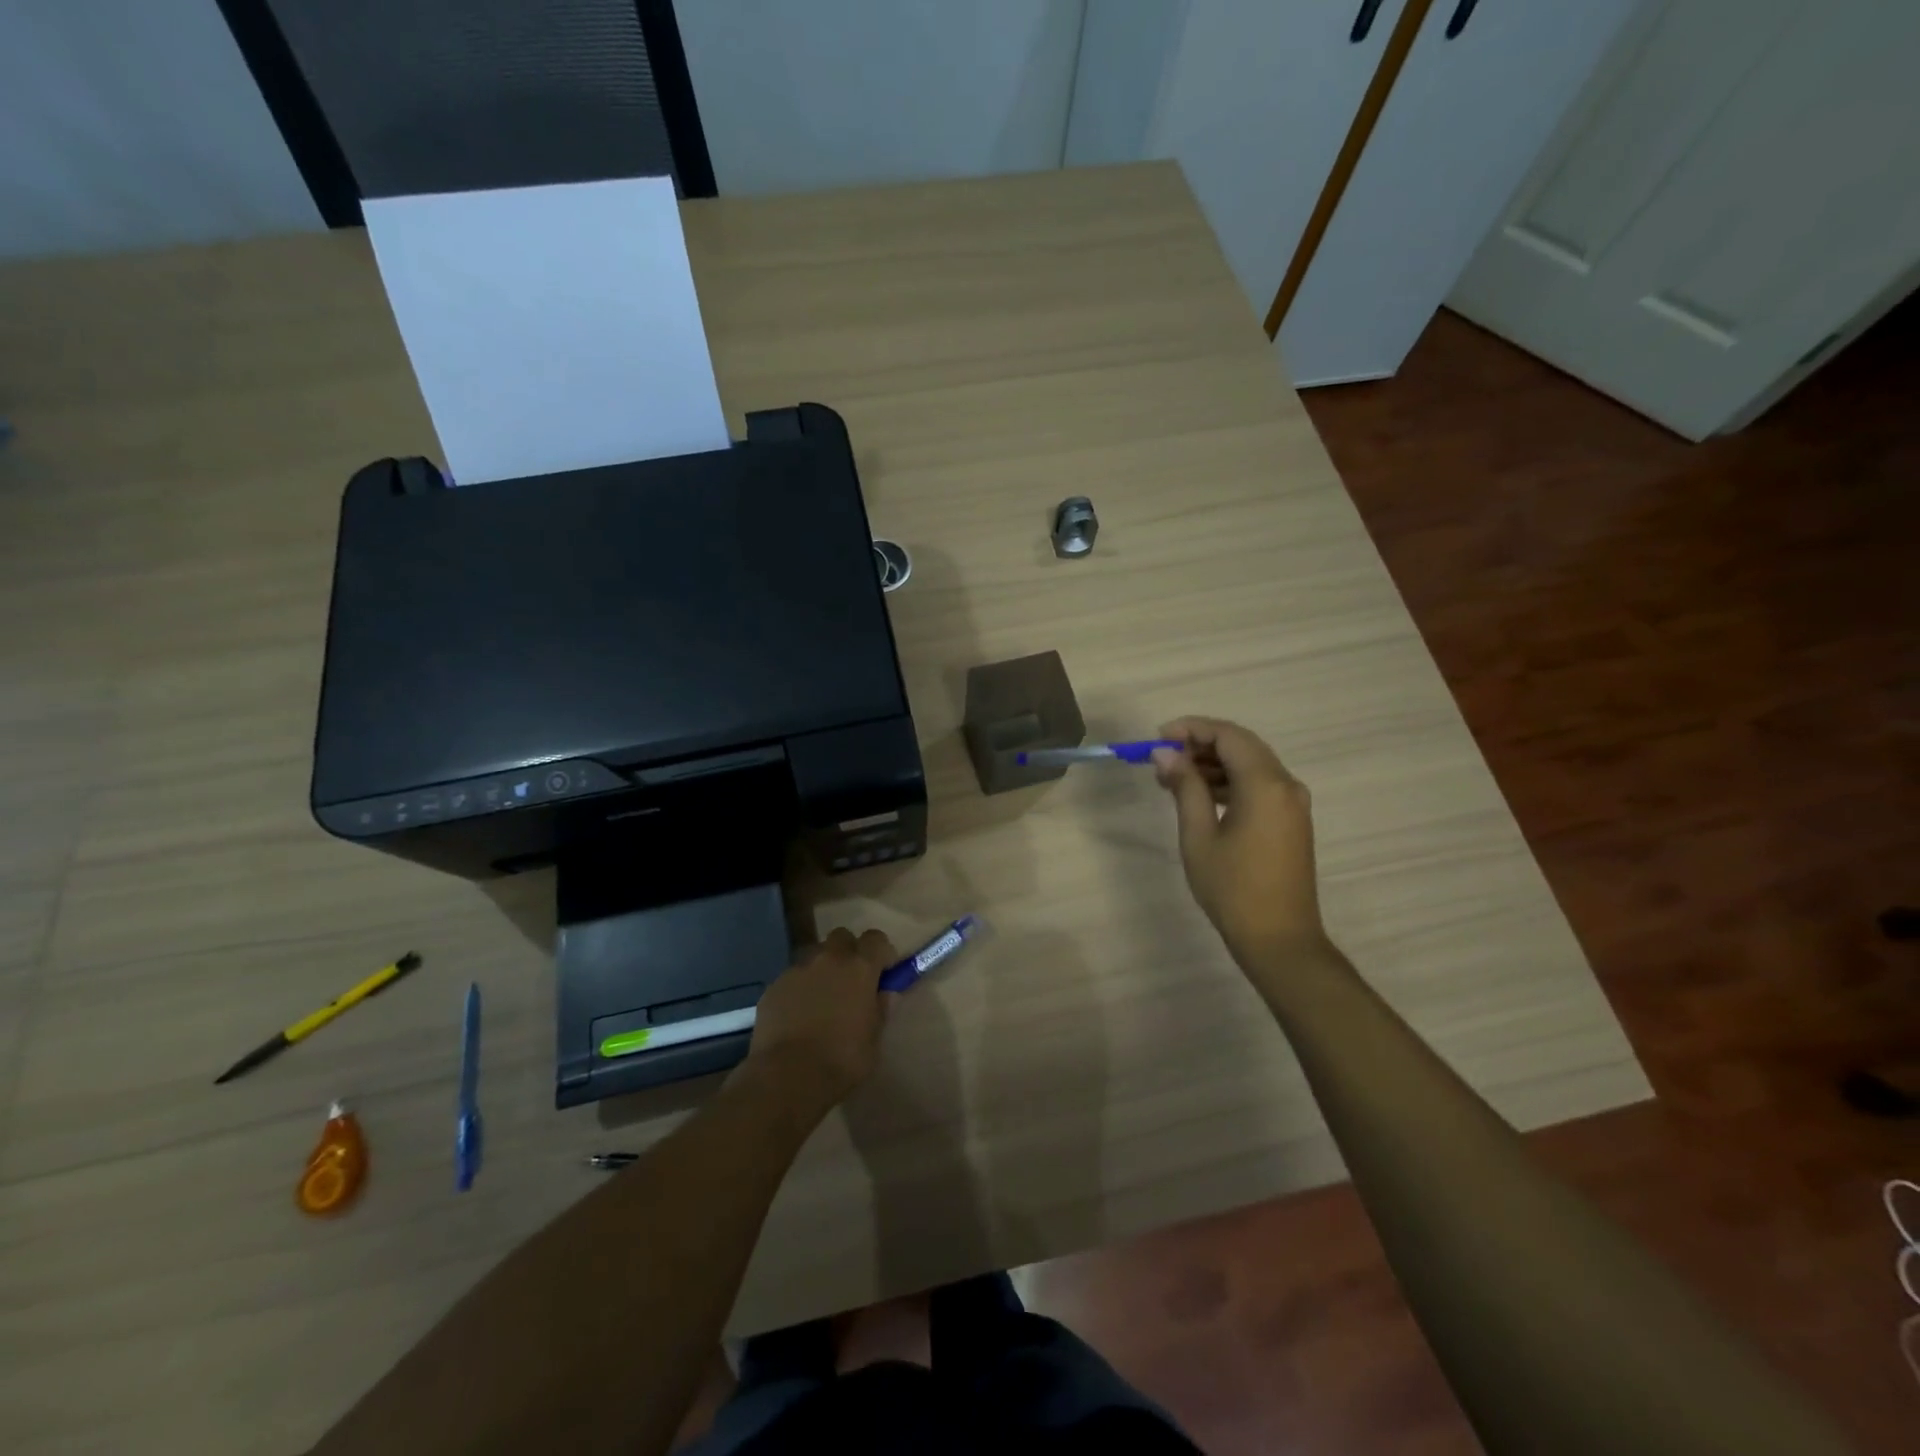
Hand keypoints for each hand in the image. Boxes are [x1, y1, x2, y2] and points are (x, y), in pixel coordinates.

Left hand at [746, 928, 897, 1110]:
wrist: (787, 1077)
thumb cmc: (841, 1061)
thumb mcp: (873, 1040)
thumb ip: (880, 1010)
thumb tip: (885, 993)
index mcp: (859, 968)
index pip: (876, 939)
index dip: (881, 952)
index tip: (882, 972)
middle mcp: (828, 959)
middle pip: (842, 937)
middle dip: (848, 952)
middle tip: (850, 981)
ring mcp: (797, 970)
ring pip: (814, 956)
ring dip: (822, 969)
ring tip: (821, 1001)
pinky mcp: (773, 986)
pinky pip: (792, 978)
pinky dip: (798, 989)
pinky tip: (796, 1016)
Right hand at [1151, 717, 1327, 964]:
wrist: (1279, 939)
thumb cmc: (1232, 888)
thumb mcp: (1199, 835)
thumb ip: (1185, 786)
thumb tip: (1165, 753)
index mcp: (1266, 784)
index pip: (1228, 735)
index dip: (1191, 729)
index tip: (1158, 738)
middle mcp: (1286, 785)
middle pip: (1242, 745)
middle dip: (1200, 744)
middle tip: (1163, 758)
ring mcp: (1293, 803)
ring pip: (1250, 765)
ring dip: (1213, 764)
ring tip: (1173, 779)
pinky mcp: (1291, 820)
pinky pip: (1259, 785)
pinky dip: (1229, 782)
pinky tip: (1200, 796)